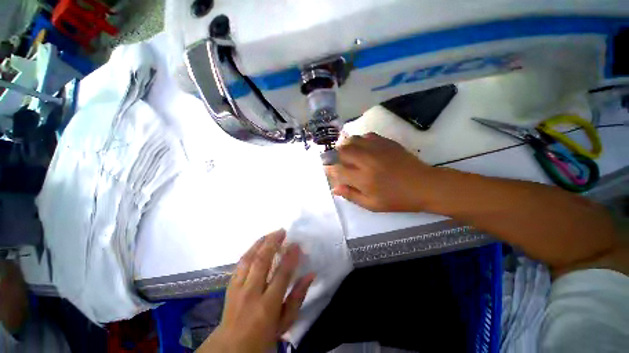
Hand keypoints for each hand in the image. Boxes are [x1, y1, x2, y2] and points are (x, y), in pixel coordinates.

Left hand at [198, 230, 314, 352]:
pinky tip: (257, 245)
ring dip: (260, 243)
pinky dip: (250, 250)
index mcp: (267, 306)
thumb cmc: (263, 337)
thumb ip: (298, 298)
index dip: (290, 256)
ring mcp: (238, 288)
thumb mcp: (285, 323)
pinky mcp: (230, 286)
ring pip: (249, 258)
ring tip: (271, 234)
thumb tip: (310, 275)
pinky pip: (240, 263)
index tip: (296, 244)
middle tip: (282, 231)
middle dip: (273, 242)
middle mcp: (251, 293)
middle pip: (262, 261)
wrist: (231, 348)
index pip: (282, 274)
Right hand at [328, 133, 434, 211]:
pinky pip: (367, 136)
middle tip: (340, 162)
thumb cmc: (397, 199)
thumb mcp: (372, 204)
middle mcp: (367, 161)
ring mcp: (377, 149)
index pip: (338, 170)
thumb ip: (351, 195)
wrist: (424, 186)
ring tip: (350, 154)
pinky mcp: (387, 143)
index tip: (327, 169)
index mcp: (363, 179)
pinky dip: (361, 141)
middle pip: (343, 151)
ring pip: (353, 140)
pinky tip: (364, 148)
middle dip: (337, 156)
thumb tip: (335, 188)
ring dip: (347, 146)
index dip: (330, 170)